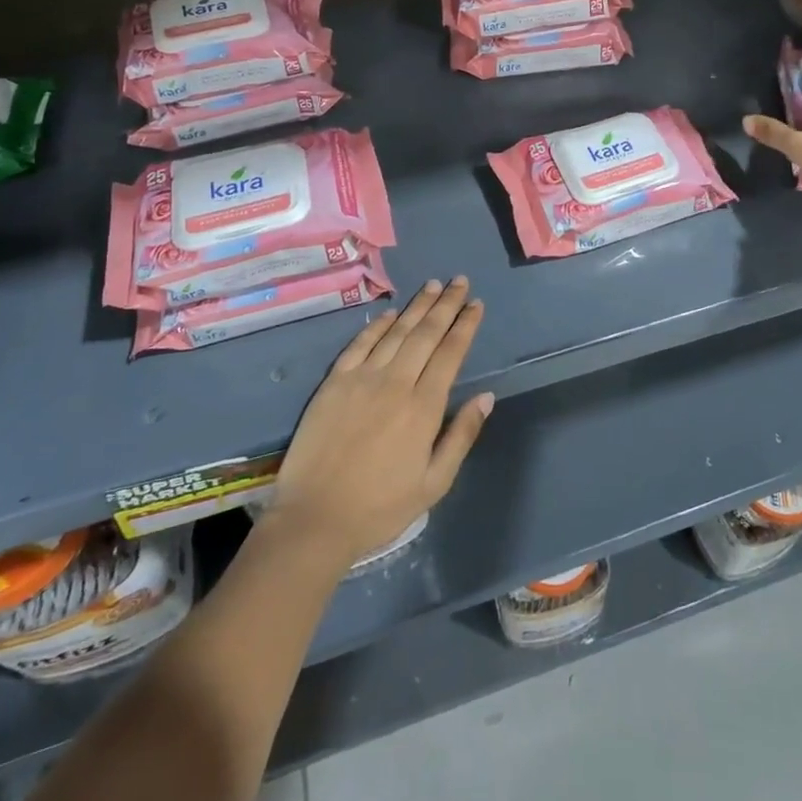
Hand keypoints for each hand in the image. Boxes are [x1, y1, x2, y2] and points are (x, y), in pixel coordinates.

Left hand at [267, 278, 490, 568]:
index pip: (451, 353)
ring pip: (396, 332)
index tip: (476, 304)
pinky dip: (377, 325)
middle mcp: (396, 383)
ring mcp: (362, 379)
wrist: (314, 519)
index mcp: (424, 407)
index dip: (465, 325)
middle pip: (426, 334)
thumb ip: (462, 435)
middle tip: (459, 281)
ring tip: (432, 285)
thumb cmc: (381, 507)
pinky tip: (390, 313)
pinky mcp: (334, 383)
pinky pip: (359, 344)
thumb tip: (486, 396)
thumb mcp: (434, 483)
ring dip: (416, 307)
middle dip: (446, 304)